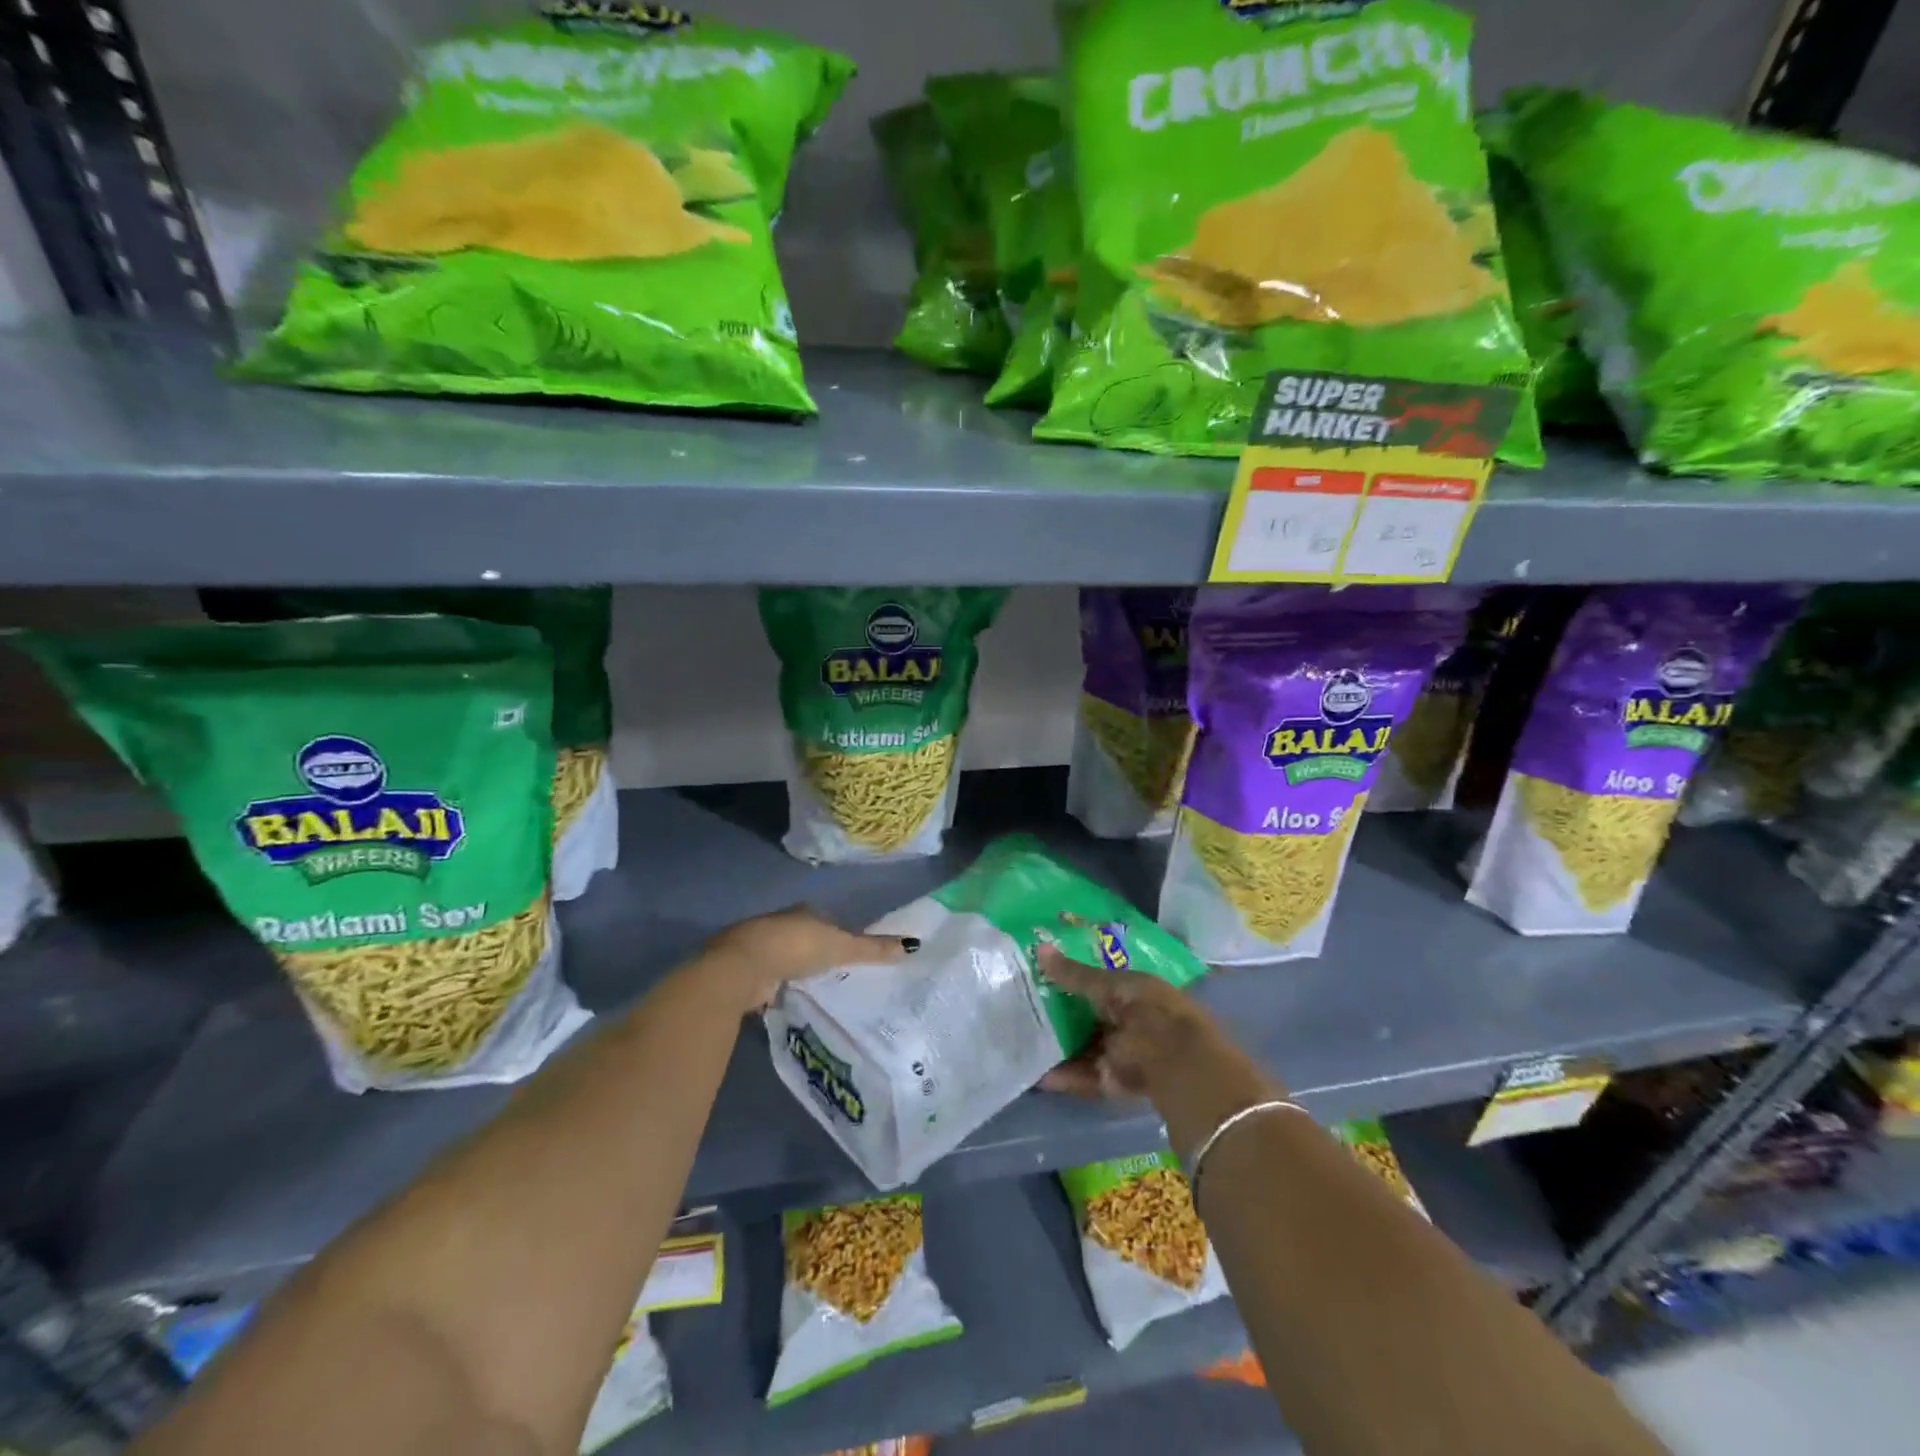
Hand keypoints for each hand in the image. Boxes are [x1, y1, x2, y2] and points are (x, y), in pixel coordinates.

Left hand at [700, 905, 917, 1011]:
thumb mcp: (841, 947)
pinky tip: (784, 997)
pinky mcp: (743, 971)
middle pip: (802, 935)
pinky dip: (775, 985)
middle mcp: (779, 923)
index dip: (835, 931)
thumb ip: (873, 949)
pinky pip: (767, 976)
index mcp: (802, 912)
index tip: (846, 948)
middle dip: (813, 950)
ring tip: (812, 987)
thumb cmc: (796, 947)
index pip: (823, 919)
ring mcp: (758, 946)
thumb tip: (913, 944)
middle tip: (832, 970)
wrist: (742, 966)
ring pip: (782, 956)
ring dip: (793, 968)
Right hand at [1035, 943, 1221, 1099]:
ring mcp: (1121, 1051)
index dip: (1073, 978)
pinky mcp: (1115, 1080)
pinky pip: (1085, 1075)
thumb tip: (1039, 948)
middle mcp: (1128, 1019)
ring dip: (1059, 1045)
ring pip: (1084, 1046)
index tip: (1042, 975)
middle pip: (1089, 1016)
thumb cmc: (1145, 1009)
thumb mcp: (1107, 985)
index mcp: (1134, 991)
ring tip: (1024, 1040)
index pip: (1099, 982)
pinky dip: (1065, 1075)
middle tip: (1024, 1007)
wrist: (1174, 1061)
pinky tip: (1039, 1073)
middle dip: (1060, 1013)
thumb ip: (1073, 973)